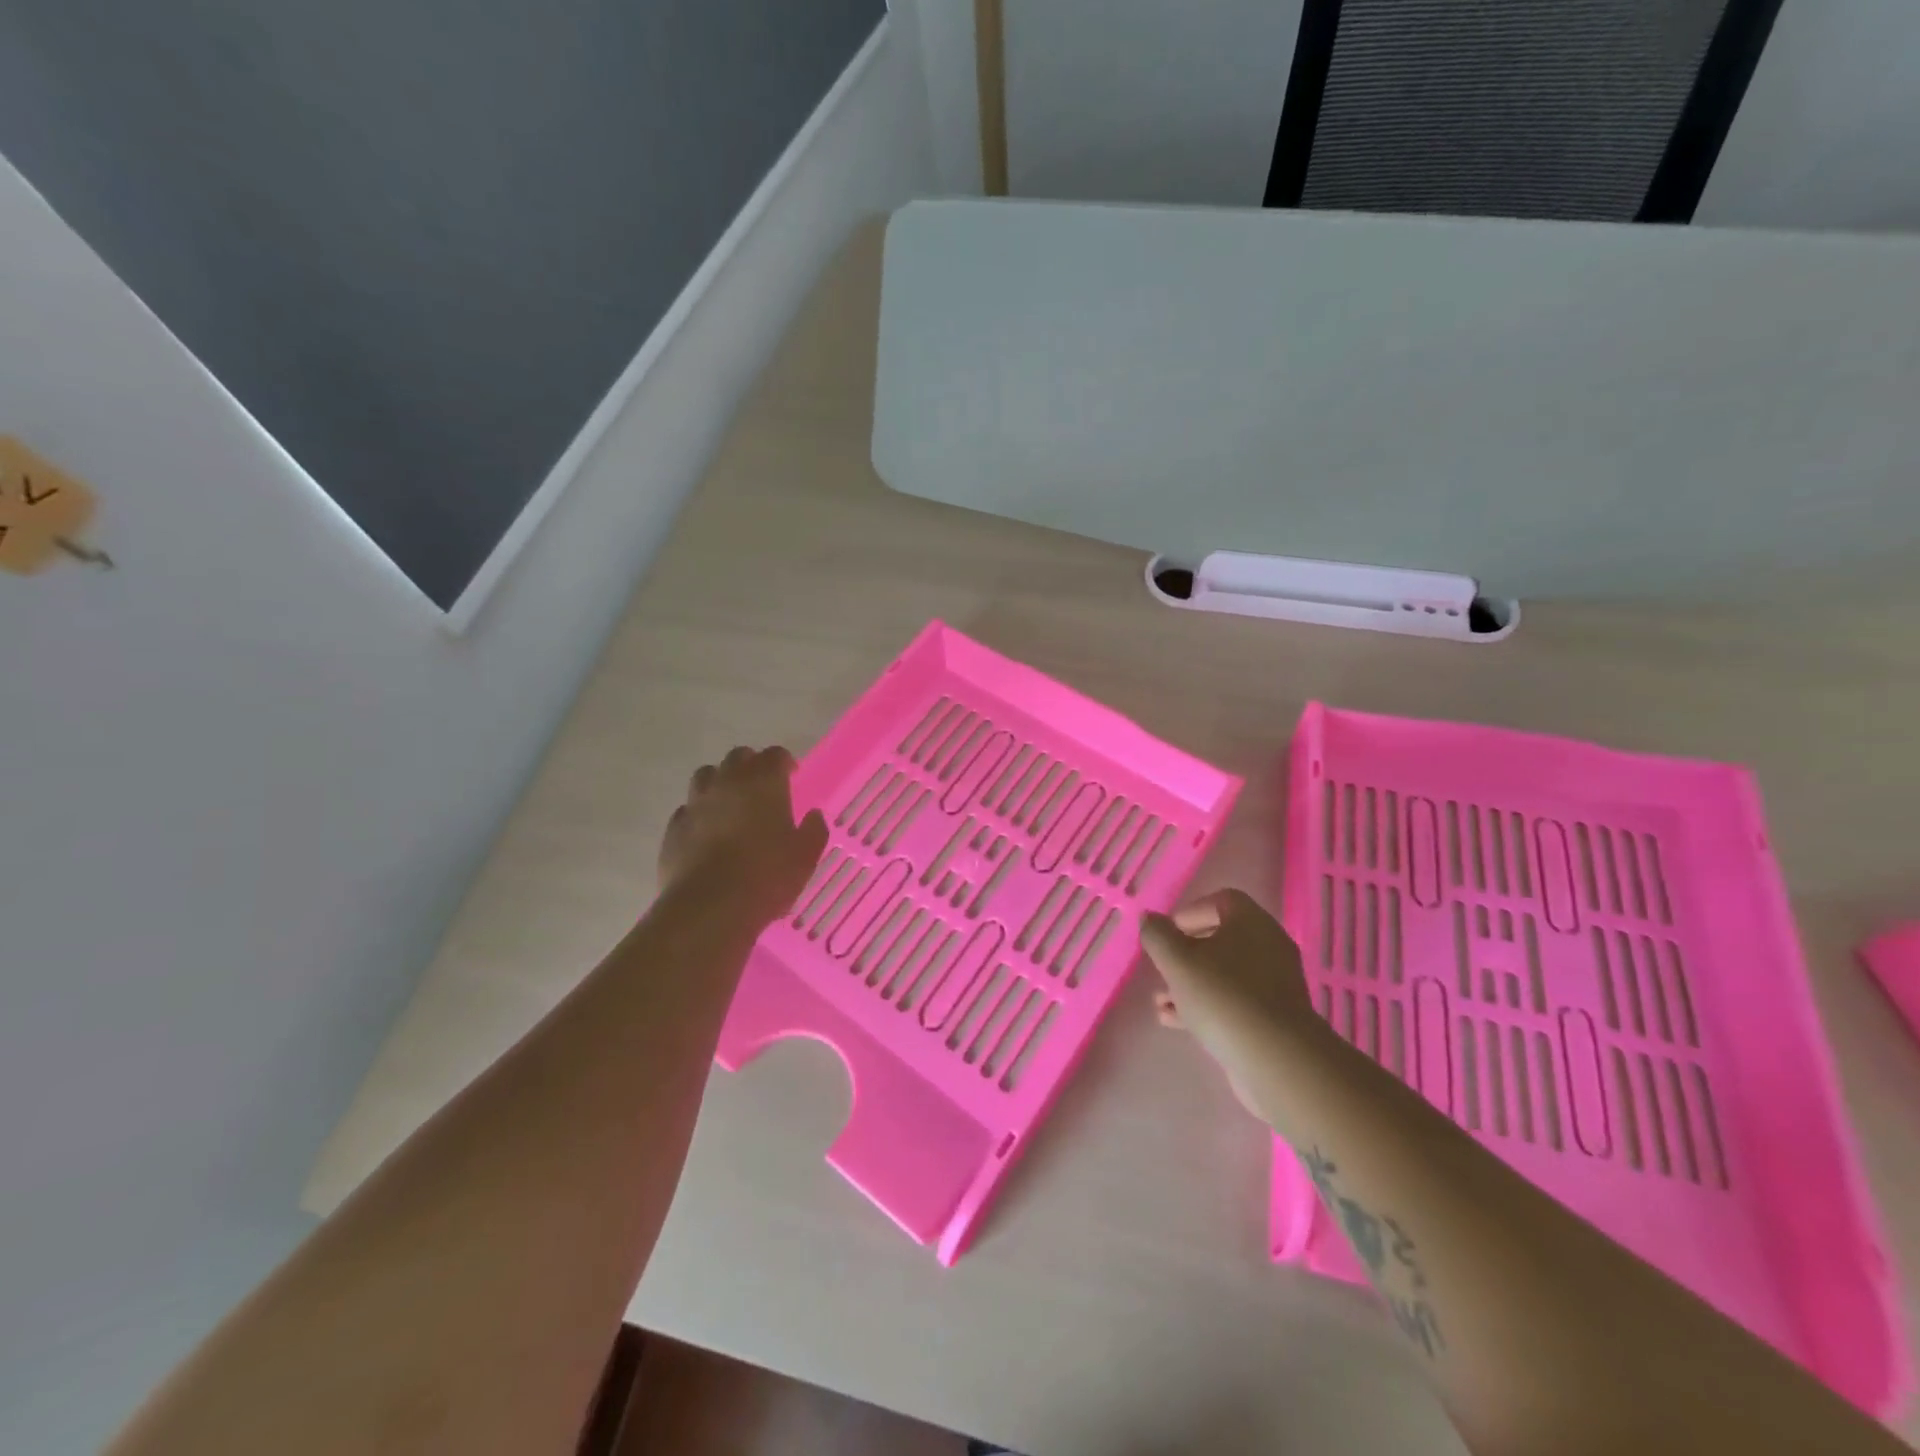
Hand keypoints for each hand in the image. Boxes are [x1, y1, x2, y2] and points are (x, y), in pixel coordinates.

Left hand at [660, 747, 828, 926]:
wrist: (710, 907)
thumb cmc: (767, 875)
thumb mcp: (806, 855)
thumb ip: (814, 830)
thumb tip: (813, 816)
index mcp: (763, 782)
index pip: (774, 755)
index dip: (783, 762)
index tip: (791, 775)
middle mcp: (727, 782)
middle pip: (737, 758)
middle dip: (751, 766)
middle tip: (761, 787)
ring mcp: (695, 803)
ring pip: (706, 776)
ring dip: (720, 783)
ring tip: (730, 804)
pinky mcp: (674, 828)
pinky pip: (688, 809)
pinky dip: (700, 814)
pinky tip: (707, 833)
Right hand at [1141, 889, 1324, 1117]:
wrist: (1277, 1061)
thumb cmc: (1223, 997)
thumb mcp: (1177, 961)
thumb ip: (1157, 935)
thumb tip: (1150, 918)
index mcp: (1251, 922)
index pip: (1221, 901)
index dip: (1189, 912)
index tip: (1167, 934)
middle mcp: (1268, 947)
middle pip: (1221, 939)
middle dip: (1186, 953)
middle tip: (1163, 967)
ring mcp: (1274, 985)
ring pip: (1225, 974)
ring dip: (1190, 983)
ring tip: (1160, 1000)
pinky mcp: (1273, 1018)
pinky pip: (1234, 1001)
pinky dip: (1205, 1005)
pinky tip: (1174, 1021)